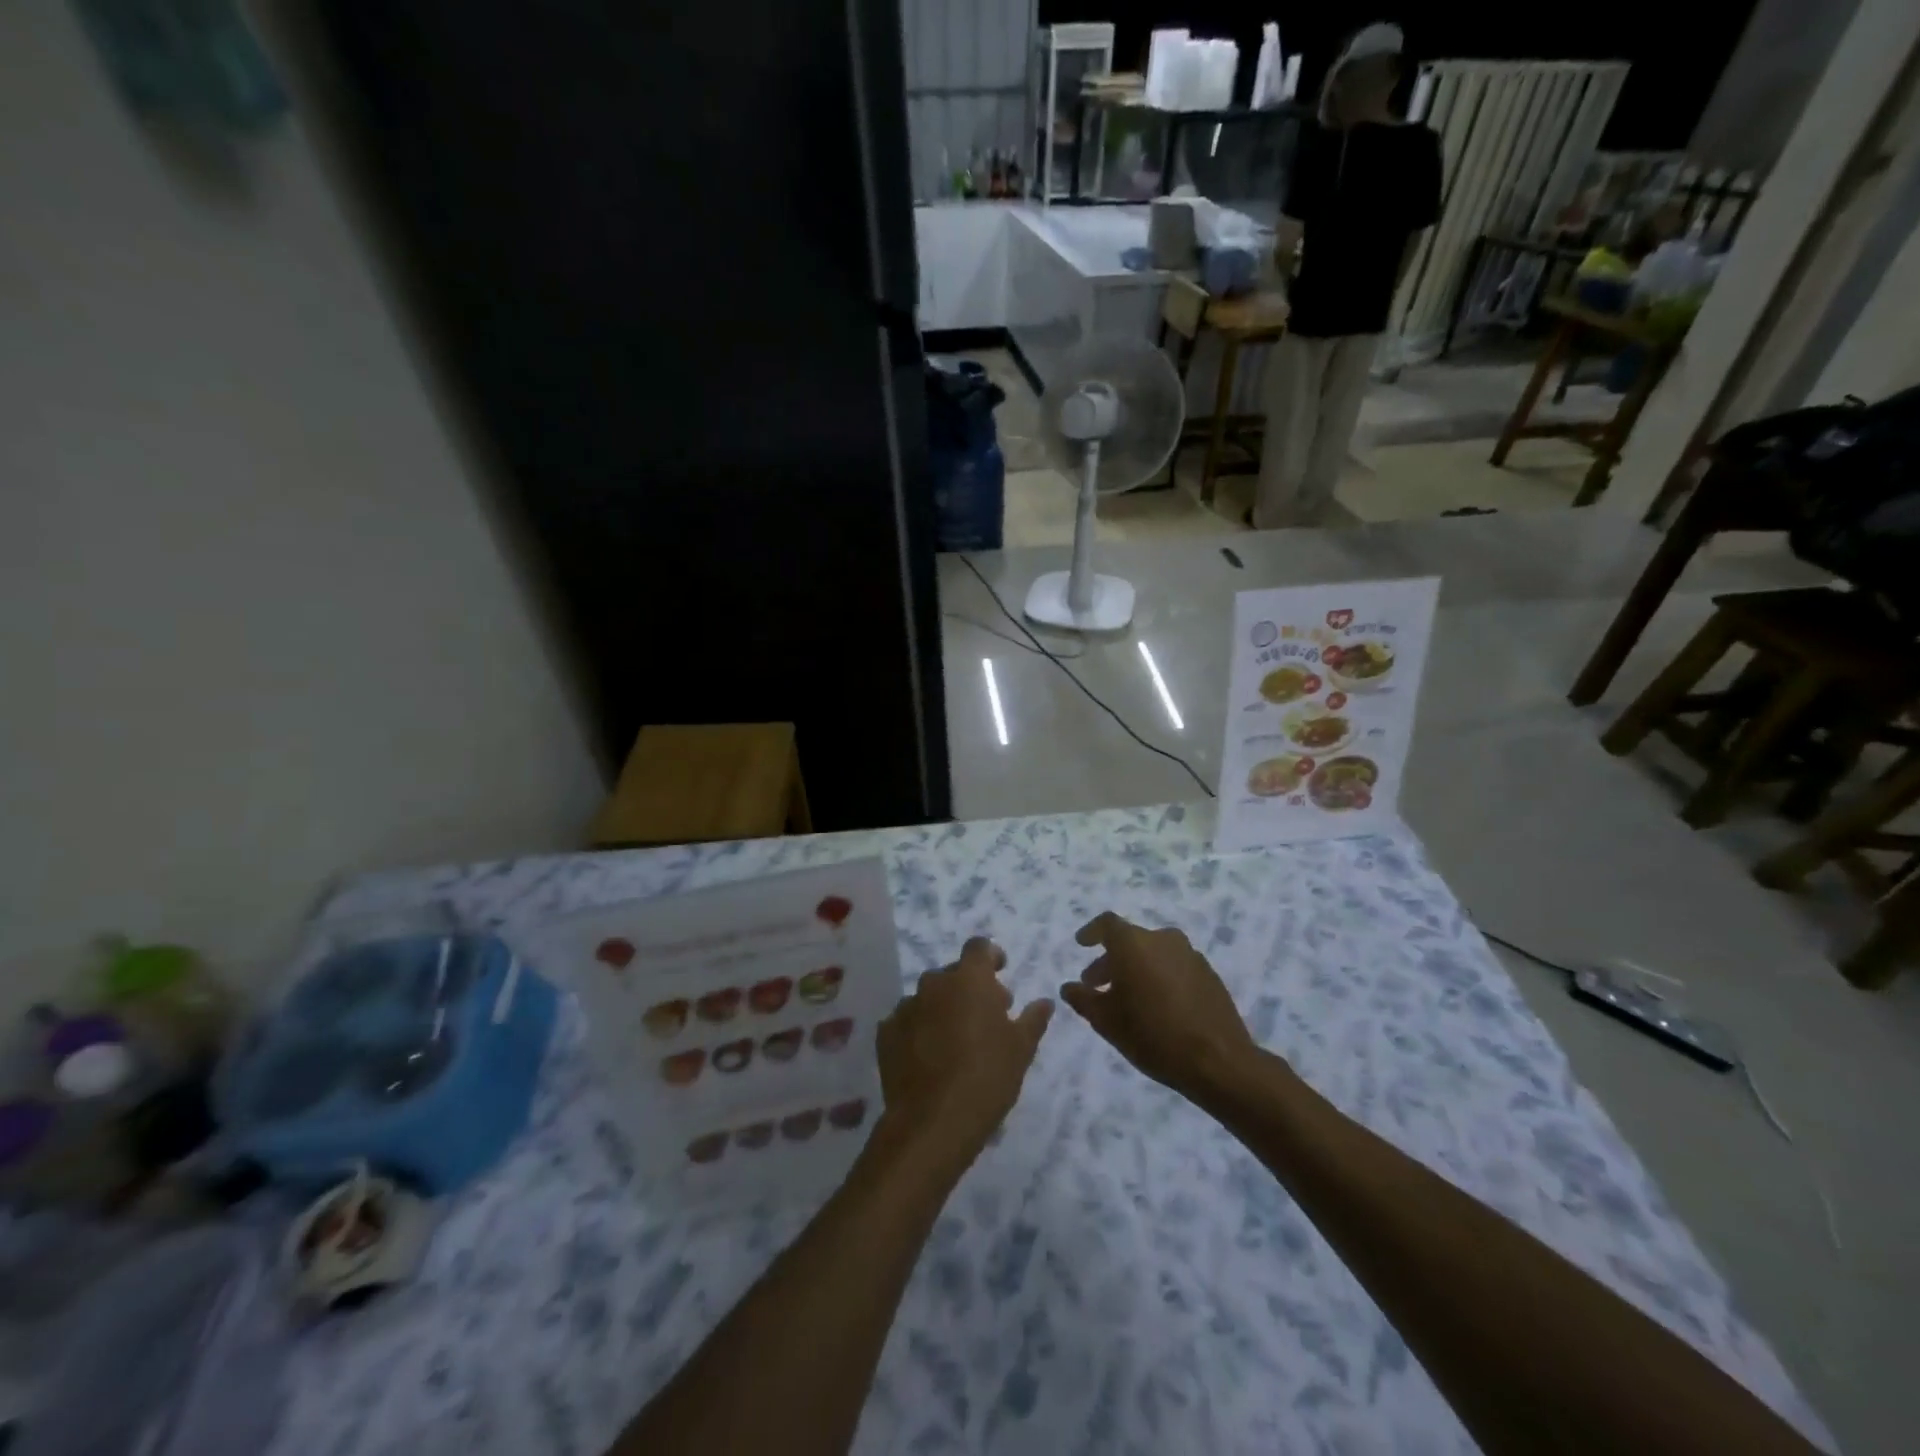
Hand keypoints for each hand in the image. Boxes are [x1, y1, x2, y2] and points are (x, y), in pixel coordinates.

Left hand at [876, 938, 1051, 1169]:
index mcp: (969, 978)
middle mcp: (934, 983)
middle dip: (970, 988)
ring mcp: (906, 1006)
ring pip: (929, 998)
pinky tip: (929, 1057)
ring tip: (955, 1042)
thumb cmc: (987, 1078)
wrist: (932, 1122)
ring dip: (943, 1009)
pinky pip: (908, 1021)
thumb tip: (1044, 1002)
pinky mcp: (886, 1033)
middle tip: (985, 1018)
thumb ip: (1032, 1019)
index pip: (979, 947)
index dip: (991, 956)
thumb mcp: (1021, 1050)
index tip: (1000, 973)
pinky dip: (919, 1029)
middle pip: (954, 974)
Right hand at [1060, 912, 1256, 1100]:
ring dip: (1136, 969)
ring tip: (1127, 999)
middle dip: (1111, 960)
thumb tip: (1069, 987)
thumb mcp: (1107, 1022)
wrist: (1218, 1060)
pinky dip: (1160, 977)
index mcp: (1134, 943)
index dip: (1092, 932)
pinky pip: (1174, 966)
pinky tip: (1157, 1006)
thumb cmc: (1153, 1035)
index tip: (1081, 945)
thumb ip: (1083, 999)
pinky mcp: (1209, 974)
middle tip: (1097, 985)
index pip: (1107, 924)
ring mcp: (1190, 955)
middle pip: (1130, 940)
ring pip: (1153, 953)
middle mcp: (1163, 939)